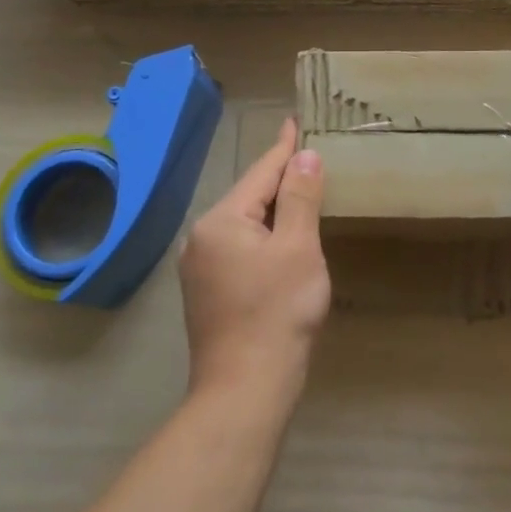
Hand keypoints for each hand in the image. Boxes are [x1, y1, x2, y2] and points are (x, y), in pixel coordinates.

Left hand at [178, 119, 329, 403]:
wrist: (244, 390)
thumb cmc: (277, 312)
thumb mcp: (298, 247)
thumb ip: (300, 197)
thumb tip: (304, 155)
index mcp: (221, 220)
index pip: (261, 172)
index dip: (284, 147)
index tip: (296, 121)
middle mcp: (202, 237)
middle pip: (250, 196)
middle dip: (281, 177)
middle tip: (310, 155)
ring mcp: (200, 267)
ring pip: (245, 223)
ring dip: (274, 209)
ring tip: (302, 190)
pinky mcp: (207, 291)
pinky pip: (240, 246)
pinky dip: (264, 235)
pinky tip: (283, 239)